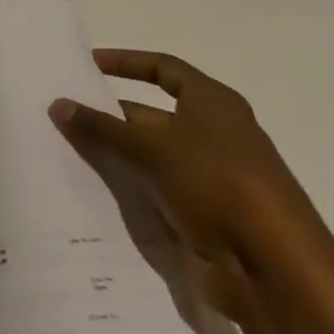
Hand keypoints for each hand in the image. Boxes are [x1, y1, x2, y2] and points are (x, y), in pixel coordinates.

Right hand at [49, 50, 324, 320]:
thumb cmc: (217, 184)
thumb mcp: (151, 148)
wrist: (276, 271)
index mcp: (213, 103)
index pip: (163, 68)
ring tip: (68, 152)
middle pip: (153, 114)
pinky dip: (131, 188)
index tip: (87, 64)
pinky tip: (95, 192)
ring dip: (117, 154)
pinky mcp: (208, 214)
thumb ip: (102, 127)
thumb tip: (57, 104)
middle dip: (111, 116)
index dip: (125, 62)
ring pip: (152, 155)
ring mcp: (213, 176)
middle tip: (65, 116)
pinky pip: (158, 190)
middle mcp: (216, 133)